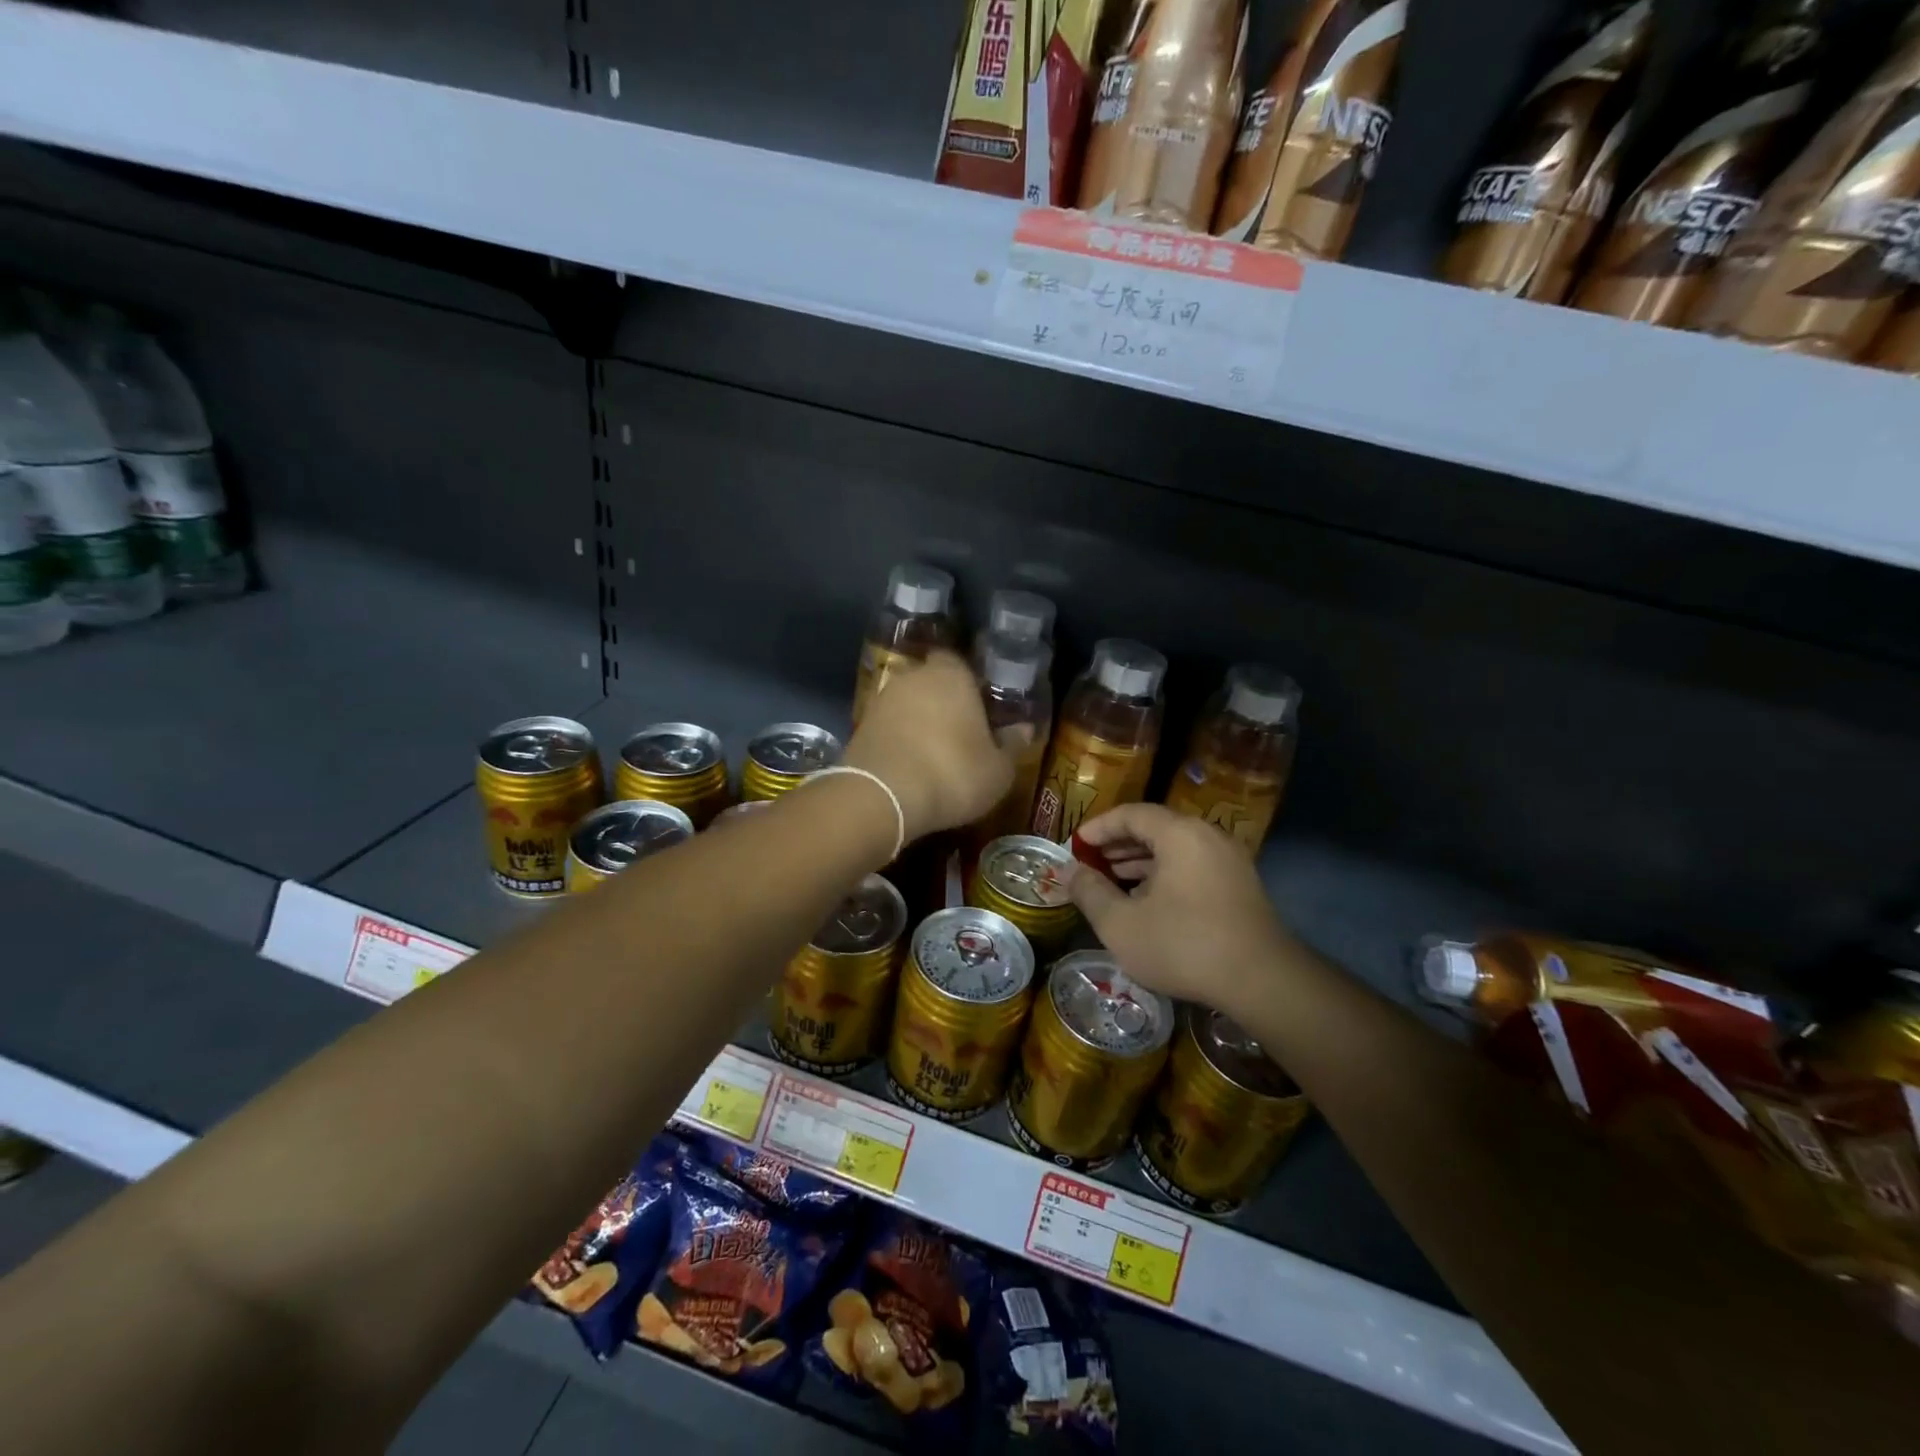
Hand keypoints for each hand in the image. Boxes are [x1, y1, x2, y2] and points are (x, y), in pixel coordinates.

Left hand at [844, 651, 1014, 841]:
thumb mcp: (998, 770)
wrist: (882, 797)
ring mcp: (881, 701)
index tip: (981, 706)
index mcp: (951, 675)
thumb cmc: (953, 774)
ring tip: (935, 754)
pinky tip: (910, 766)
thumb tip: (1024, 729)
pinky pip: (888, 728)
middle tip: (961, 732)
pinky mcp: (859, 728)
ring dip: (918, 723)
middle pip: (931, 682)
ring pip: (907, 705)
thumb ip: (1011, 745)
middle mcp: (913, 677)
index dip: (970, 683)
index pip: (960, 662)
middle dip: (943, 702)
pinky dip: (898, 742)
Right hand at [1069, 803, 1290, 1015]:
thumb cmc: (1183, 945)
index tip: (1075, 845)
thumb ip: (1090, 892)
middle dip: (1118, 843)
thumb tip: (1068, 872)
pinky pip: (1194, 865)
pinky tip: (1148, 900)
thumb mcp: (1121, 924)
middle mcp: (1207, 836)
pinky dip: (1166, 873)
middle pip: (1155, 827)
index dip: (1098, 827)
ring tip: (1112, 879)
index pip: (1131, 813)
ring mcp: (1229, 860)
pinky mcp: (1241, 885)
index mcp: (1179, 834)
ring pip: (1176, 848)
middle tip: (1090, 862)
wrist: (1262, 981)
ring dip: (1141, 860)